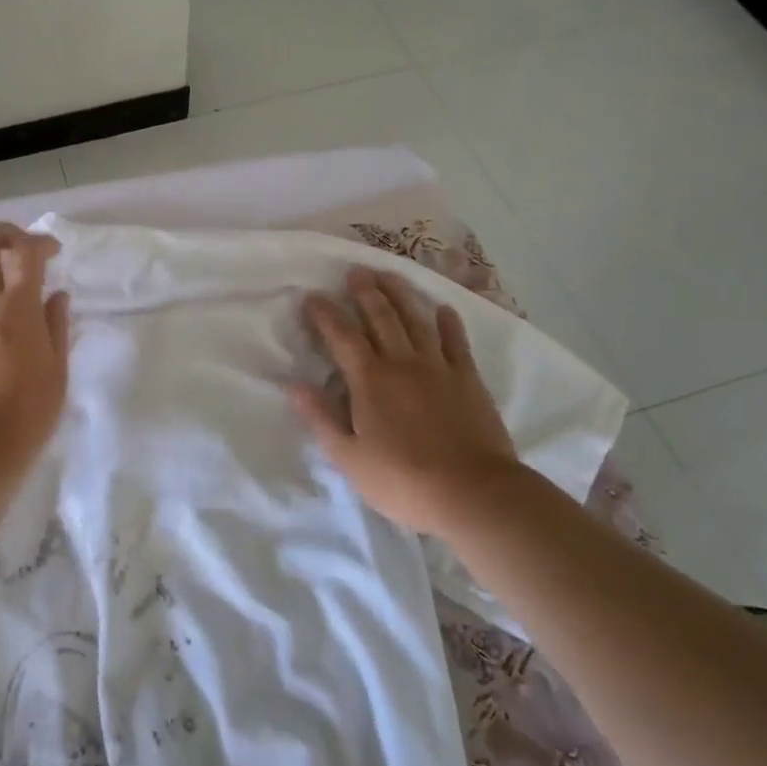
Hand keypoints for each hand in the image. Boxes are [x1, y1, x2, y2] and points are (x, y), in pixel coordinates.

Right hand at [289, 266, 517, 533]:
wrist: (473, 493)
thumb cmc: (403, 480)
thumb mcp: (349, 457)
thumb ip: (321, 418)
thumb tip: (293, 385)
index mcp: (369, 380)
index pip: (341, 336)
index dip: (325, 314)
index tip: (312, 296)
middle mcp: (402, 363)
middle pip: (381, 317)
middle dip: (365, 292)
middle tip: (355, 271)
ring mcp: (438, 368)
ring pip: (416, 320)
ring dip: (401, 295)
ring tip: (389, 275)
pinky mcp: (468, 379)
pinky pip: (456, 342)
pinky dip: (448, 323)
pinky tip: (443, 309)